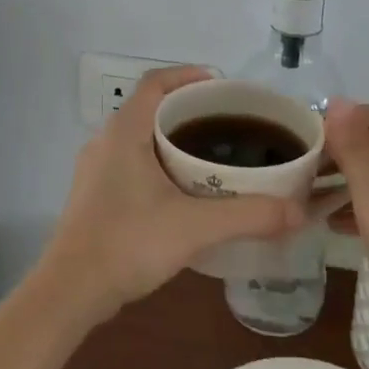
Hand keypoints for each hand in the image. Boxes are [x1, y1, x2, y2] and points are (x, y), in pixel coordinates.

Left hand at [40, 67, 306, 320]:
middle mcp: (105, 142)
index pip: (155, 83)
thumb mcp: (195, 227)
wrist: (70, 292)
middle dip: (188, 110)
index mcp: (124, 132)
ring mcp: (95, 170)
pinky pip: (131, 163)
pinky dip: (159, 163)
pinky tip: (182, 192)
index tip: (221, 86)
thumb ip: (248, 215)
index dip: (187, 76)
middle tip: (227, 123)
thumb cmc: (127, 243)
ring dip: (173, 139)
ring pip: (140, 138)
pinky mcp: (94, 196)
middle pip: (150, 109)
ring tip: (212, 155)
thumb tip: (298, 211)